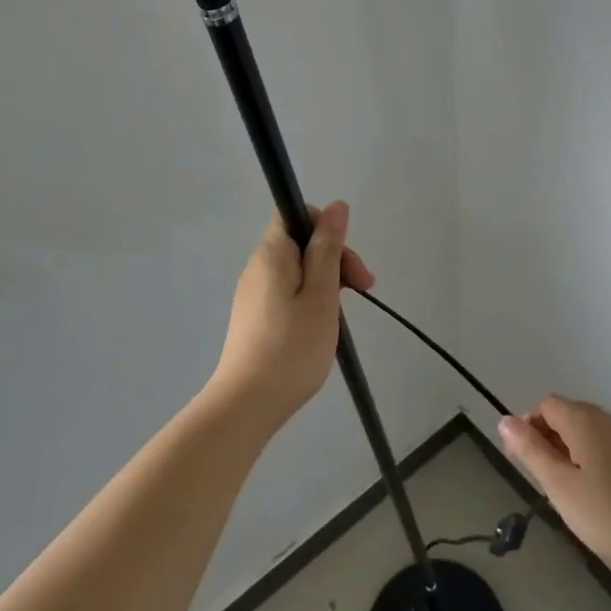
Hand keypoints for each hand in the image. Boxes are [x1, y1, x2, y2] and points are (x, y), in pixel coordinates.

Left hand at [210, 203, 373, 429]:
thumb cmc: (292, 347)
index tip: (347, 260)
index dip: (326, 226)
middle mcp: (258, 267)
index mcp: (272, 254)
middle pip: (301, 242)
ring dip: (327, 281)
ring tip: (343, 315)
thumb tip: (336, 206)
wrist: (247, 405)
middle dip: (335, 258)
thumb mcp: (322, 293)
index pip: (297, 213)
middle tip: (363, 290)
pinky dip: (311, 299)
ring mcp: (254, 294)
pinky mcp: (255, 317)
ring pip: (297, 269)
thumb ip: (329, 248)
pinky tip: (321, 328)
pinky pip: (288, 292)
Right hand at [499, 397, 610, 574]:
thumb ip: (531, 452)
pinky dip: (596, 459)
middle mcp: (607, 418)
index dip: (530, 427)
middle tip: (546, 481)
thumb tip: (504, 420)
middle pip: (569, 415)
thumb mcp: (561, 487)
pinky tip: (602, 494)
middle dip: (550, 439)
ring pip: (591, 431)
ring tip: (572, 491)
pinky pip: (610, 445)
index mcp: (583, 420)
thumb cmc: (610, 512)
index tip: (525, 461)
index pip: (546, 405)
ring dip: (573, 450)